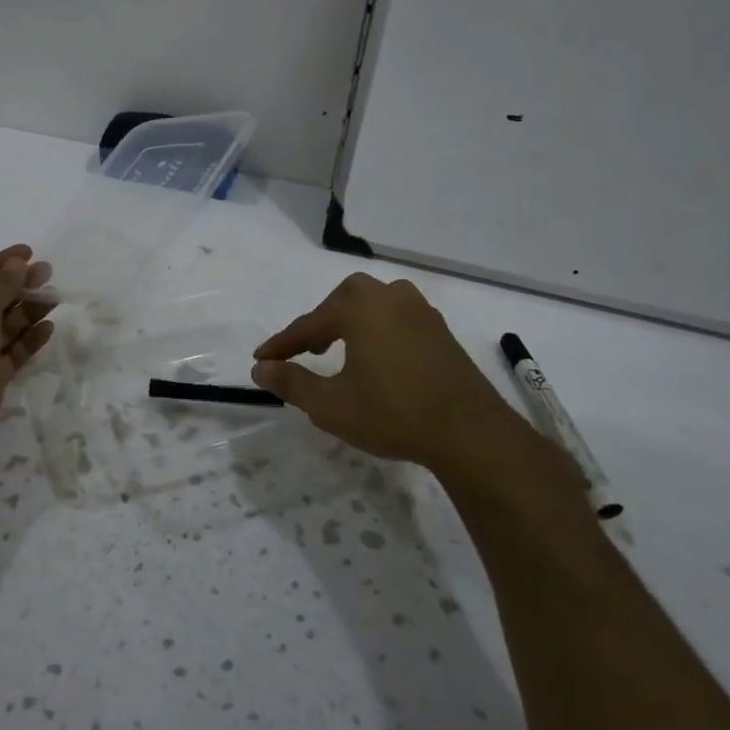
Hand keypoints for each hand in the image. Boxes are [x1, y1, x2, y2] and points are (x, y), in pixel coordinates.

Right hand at [252, 273, 534, 474]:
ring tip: (338, 350)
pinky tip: (376, 357)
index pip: (308, 324)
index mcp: (360, 308)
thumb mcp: (331, 405)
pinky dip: (376, 330)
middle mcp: (390, 298)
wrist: (469, 432)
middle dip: (319, 323)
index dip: (281, 344)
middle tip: (305, 351)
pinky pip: (396, 318)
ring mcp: (420, 311)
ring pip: (373, 305)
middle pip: (343, 300)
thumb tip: (260, 368)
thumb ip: (291, 382)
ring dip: (350, 322)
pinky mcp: (440, 330)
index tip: (260, 359)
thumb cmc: (392, 413)